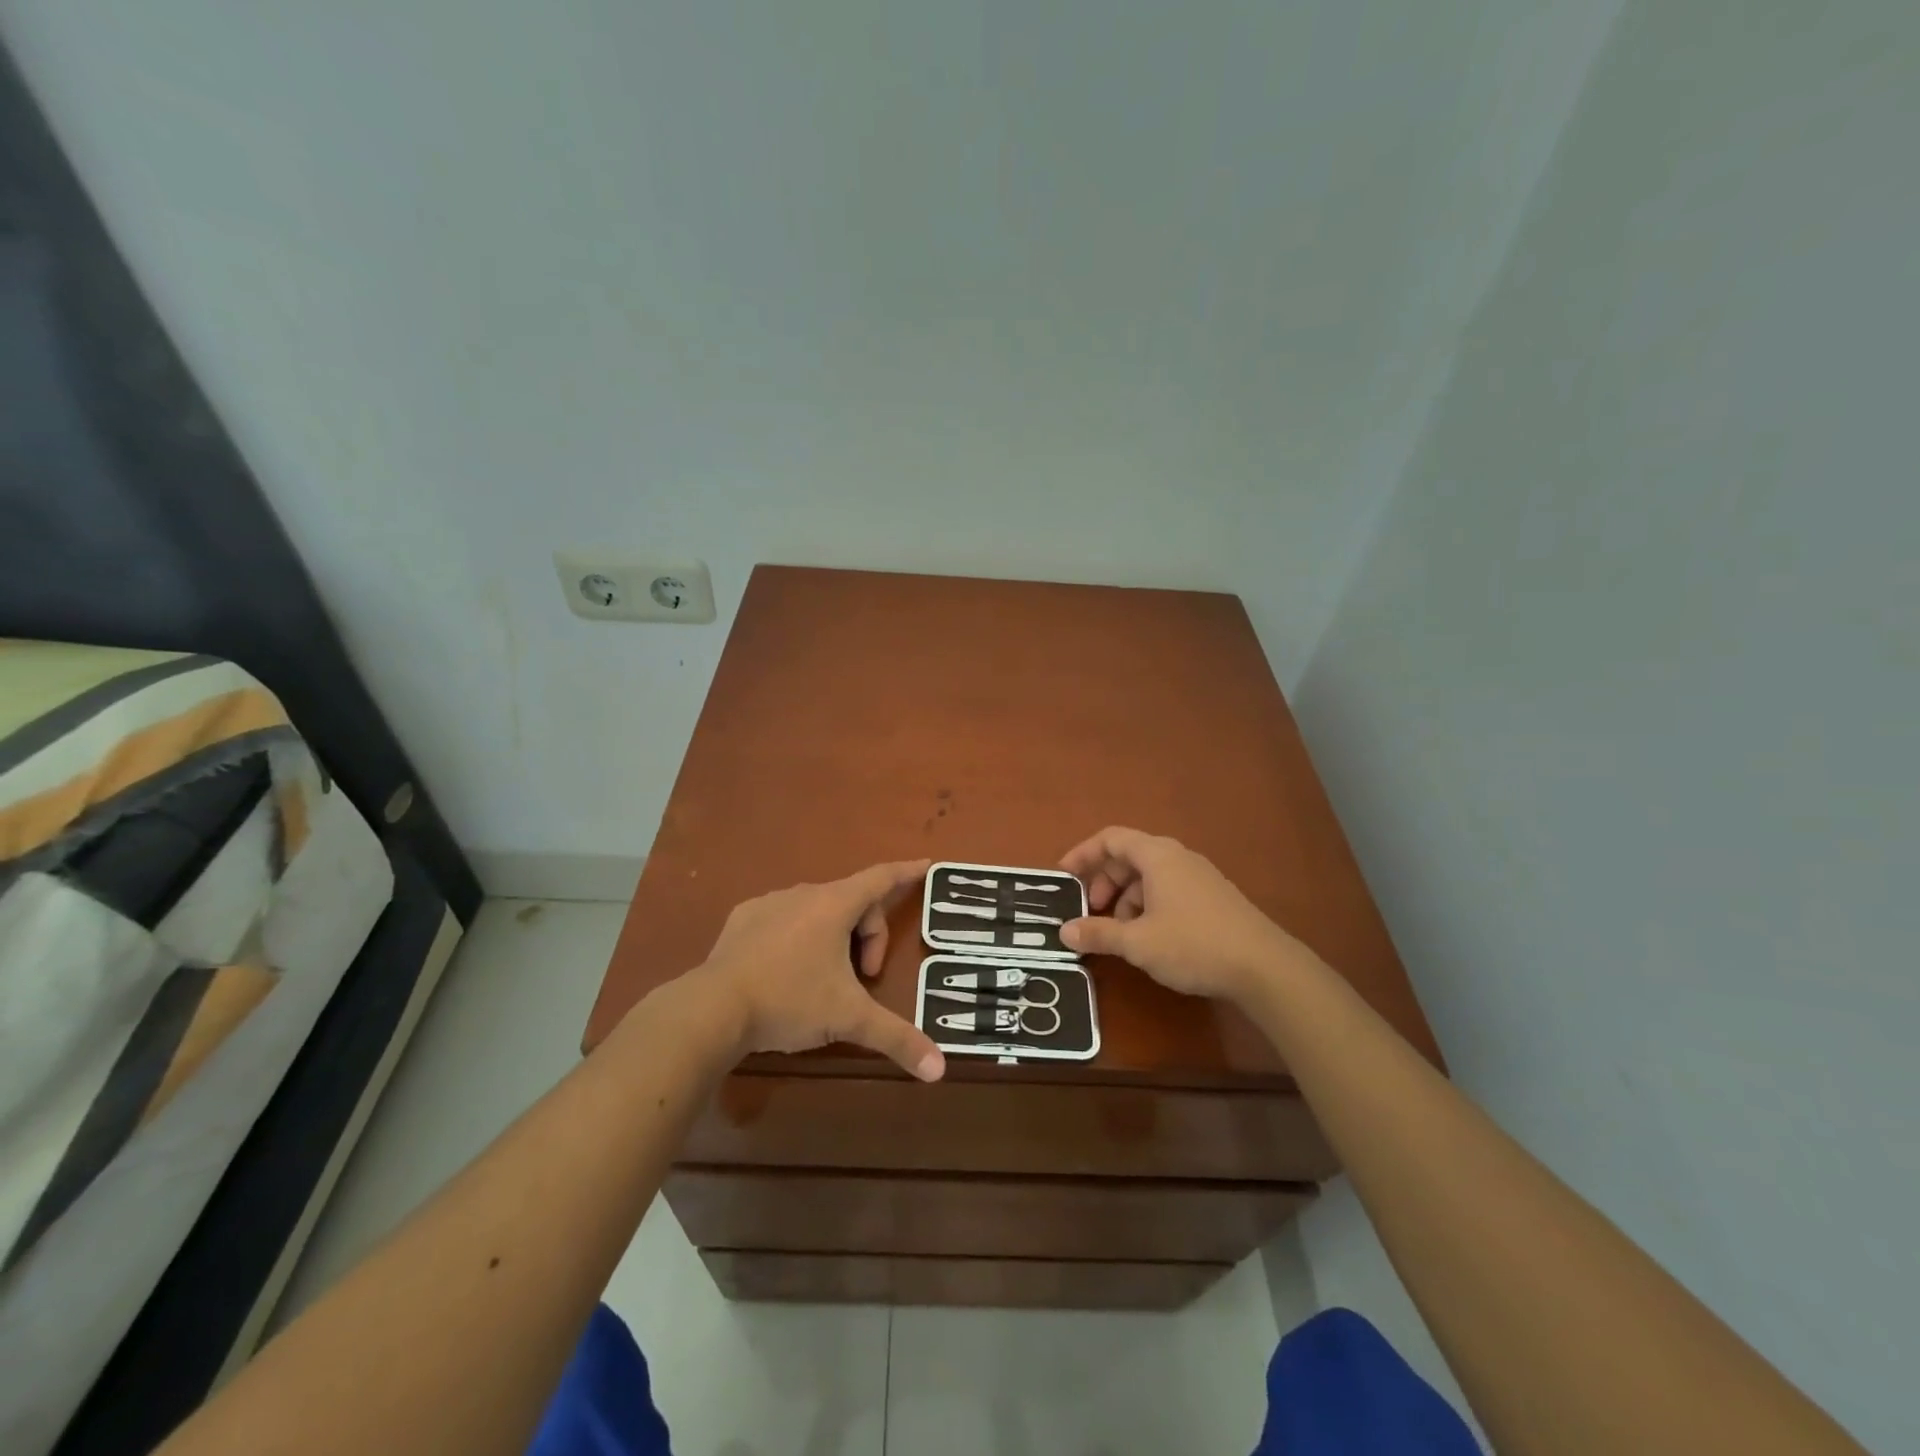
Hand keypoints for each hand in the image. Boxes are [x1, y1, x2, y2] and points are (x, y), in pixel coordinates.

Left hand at [690, 859, 945, 1081]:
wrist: (713, 1008)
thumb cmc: (790, 1001)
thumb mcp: (848, 1018)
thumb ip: (895, 1038)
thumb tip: (938, 1070)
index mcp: (835, 905)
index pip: (881, 879)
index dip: (907, 873)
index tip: (927, 865)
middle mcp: (804, 894)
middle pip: (853, 904)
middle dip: (867, 938)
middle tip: (863, 979)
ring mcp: (770, 903)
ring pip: (818, 911)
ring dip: (834, 938)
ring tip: (823, 981)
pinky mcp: (742, 918)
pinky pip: (784, 919)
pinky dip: (797, 937)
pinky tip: (785, 972)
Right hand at [1058, 827, 1302, 1003]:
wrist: (1264, 967)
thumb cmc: (1193, 944)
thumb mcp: (1137, 942)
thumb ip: (1098, 933)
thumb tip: (1065, 931)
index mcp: (1157, 856)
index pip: (1111, 839)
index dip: (1083, 854)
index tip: (1063, 875)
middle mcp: (1178, 857)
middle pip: (1129, 857)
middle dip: (1104, 882)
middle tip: (1091, 911)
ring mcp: (1199, 876)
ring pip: (1149, 877)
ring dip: (1126, 898)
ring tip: (1120, 933)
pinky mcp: (1213, 897)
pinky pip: (1169, 889)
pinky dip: (1149, 906)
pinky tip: (1150, 938)